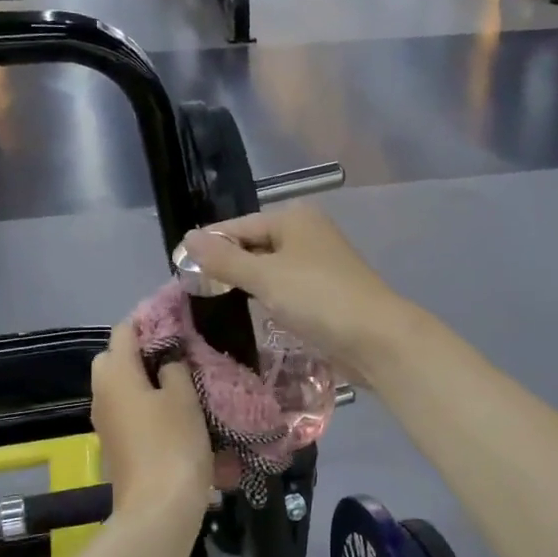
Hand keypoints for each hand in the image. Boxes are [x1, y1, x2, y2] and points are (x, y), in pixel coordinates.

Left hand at [90, 320, 211, 520]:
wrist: (158, 509)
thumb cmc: (173, 444)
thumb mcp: (183, 397)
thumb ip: (175, 368)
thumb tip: (168, 360)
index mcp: (115, 373)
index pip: (125, 330)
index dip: (150, 322)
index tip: (180, 325)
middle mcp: (102, 393)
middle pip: (116, 358)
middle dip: (144, 352)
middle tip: (180, 357)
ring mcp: (105, 422)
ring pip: (122, 387)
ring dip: (147, 381)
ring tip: (183, 385)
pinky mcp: (116, 445)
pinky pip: (127, 411)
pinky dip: (146, 406)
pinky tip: (175, 415)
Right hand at [182, 205, 418, 386]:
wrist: (375, 338)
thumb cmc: (318, 298)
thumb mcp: (265, 276)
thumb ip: (225, 260)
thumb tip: (187, 238)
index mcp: (293, 218)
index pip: (238, 226)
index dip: (210, 246)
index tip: (181, 270)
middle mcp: (307, 234)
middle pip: (255, 246)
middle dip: (229, 268)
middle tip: (195, 293)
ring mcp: (319, 264)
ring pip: (271, 270)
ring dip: (249, 286)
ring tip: (216, 305)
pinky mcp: (326, 293)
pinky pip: (287, 290)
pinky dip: (269, 300)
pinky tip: (253, 315)